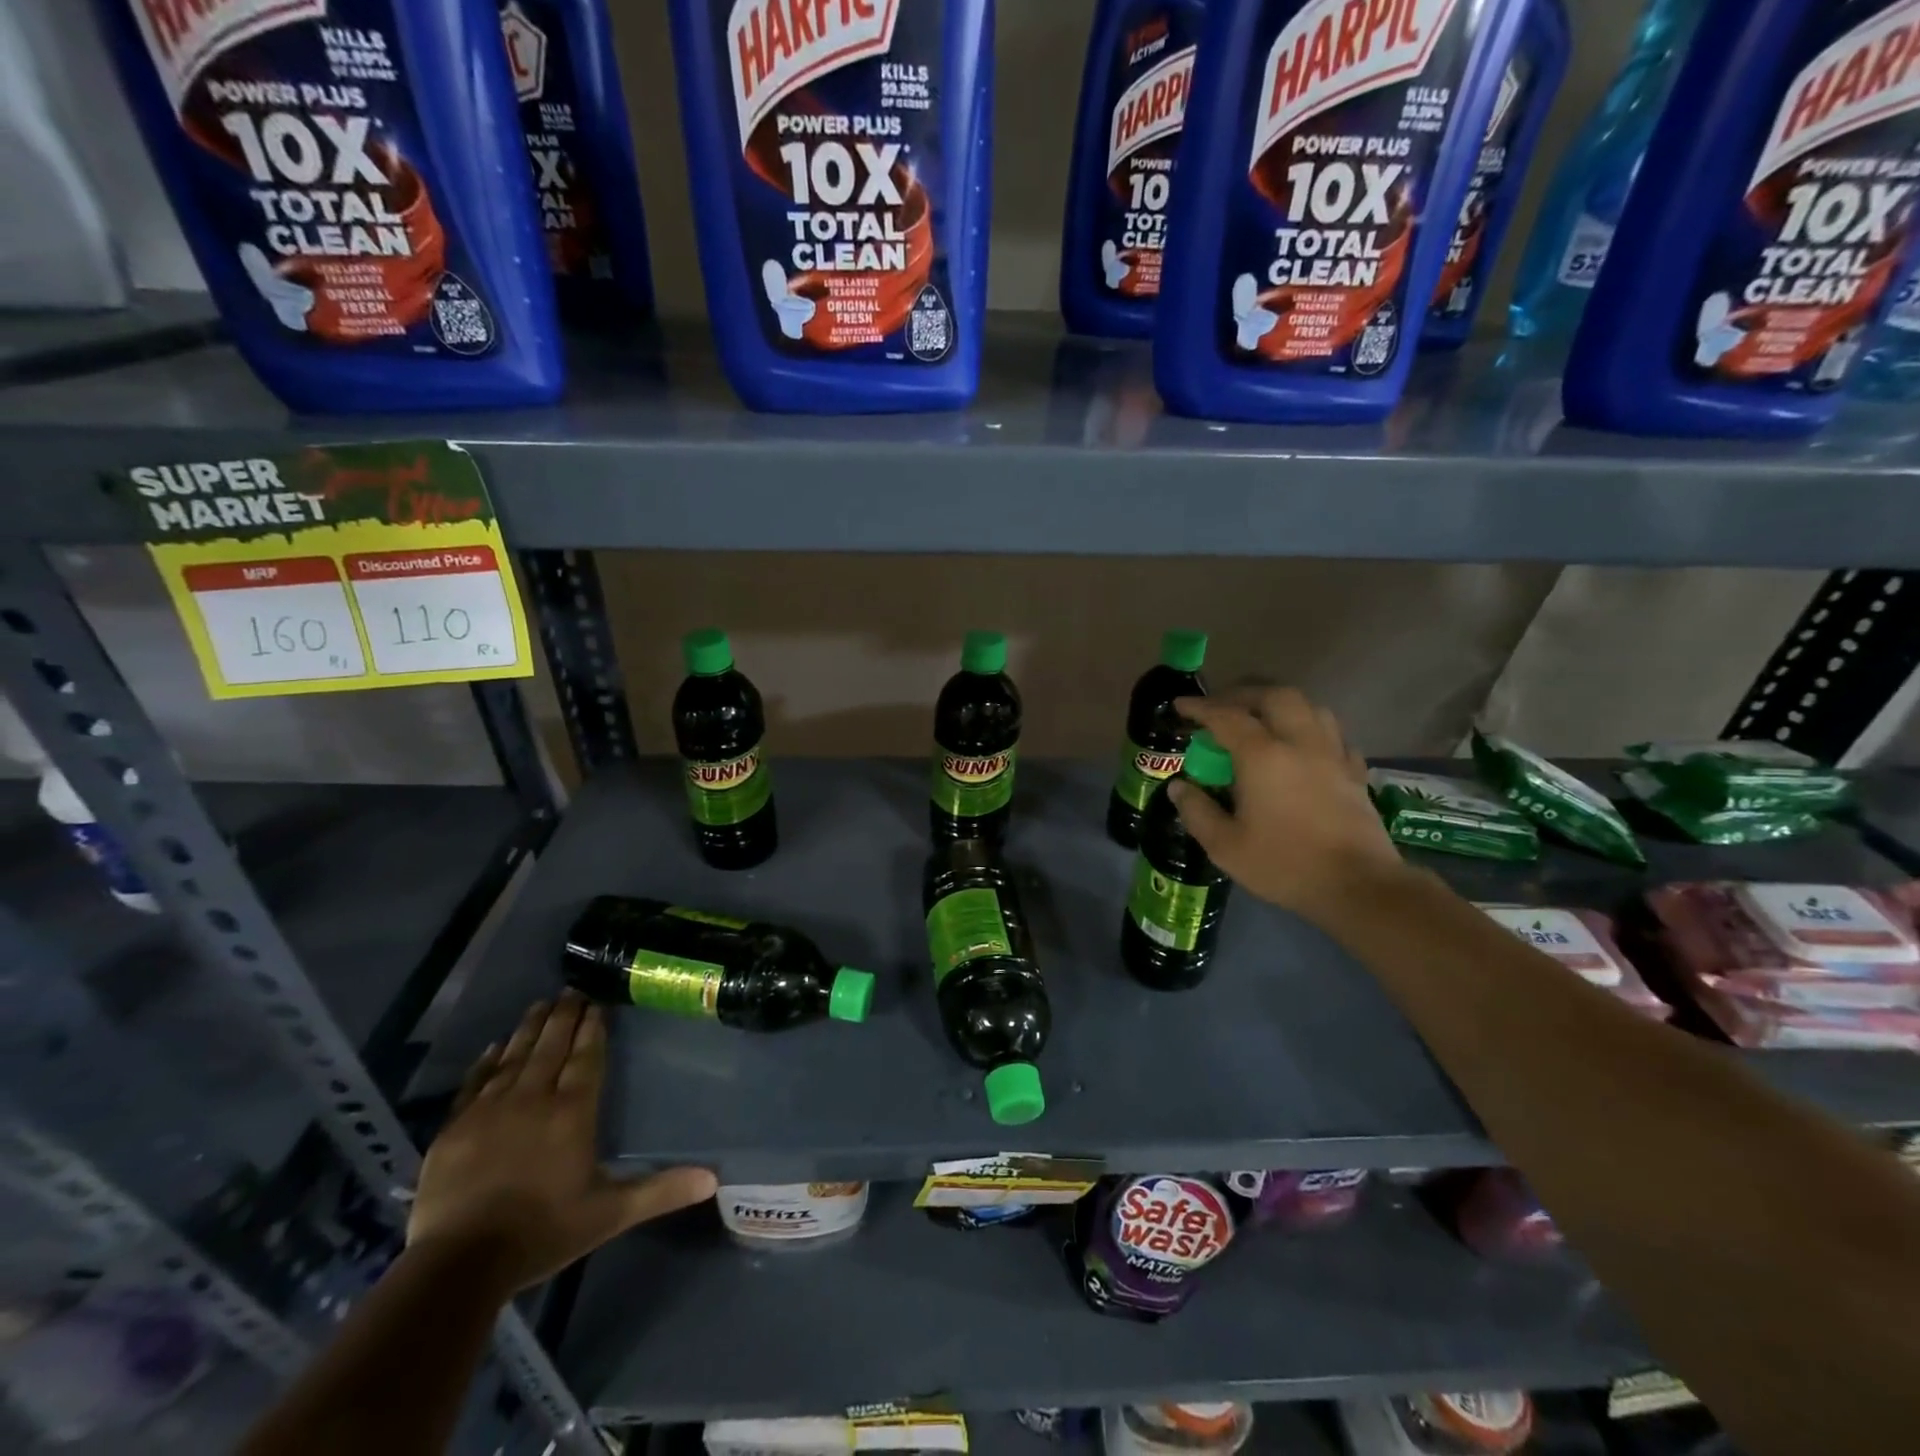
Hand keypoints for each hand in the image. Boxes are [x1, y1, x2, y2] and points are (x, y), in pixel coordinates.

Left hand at [408, 992, 716, 1291]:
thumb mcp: (610, 1213)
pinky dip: (487, 1061)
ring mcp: (489, 1110)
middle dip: (564, 1015)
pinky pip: (474, 1082)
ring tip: (541, 1004)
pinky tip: (494, 1046)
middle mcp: (533, 1098)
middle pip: (551, 1046)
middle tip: (571, 988)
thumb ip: (660, 1190)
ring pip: (514, 1056)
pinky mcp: (454, 1128)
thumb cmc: (543, 1232)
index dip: (592, 1027)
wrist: (459, 1265)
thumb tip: (713, 1178)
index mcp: (572, 1111)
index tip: (597, 1001)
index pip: (586, 1056)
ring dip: (530, 1028)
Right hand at [1169, 687, 1408, 921]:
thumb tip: (1178, 786)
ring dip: (1281, 705)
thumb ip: (1197, 811)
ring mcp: (1332, 754)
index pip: (1225, 716)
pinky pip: (1333, 735)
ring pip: (1310, 707)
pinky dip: (1312, 730)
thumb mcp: (1225, 846)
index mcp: (1262, 756)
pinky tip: (1304, 747)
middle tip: (1223, 708)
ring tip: (1264, 720)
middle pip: (1274, 696)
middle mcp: (1299, 742)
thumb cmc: (1284, 864)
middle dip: (1244, 695)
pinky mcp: (1355, 772)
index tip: (1181, 706)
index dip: (1200, 708)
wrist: (1358, 886)